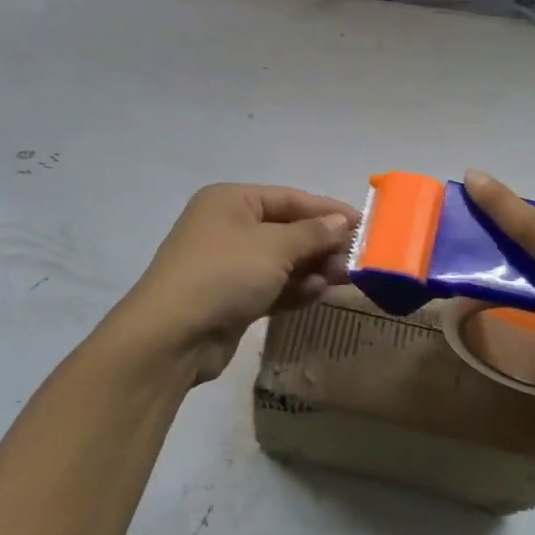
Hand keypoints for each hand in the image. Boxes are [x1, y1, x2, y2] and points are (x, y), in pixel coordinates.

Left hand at [113, 184, 358, 384]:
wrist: (172, 336)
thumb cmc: (224, 274)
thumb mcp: (274, 247)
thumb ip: (313, 233)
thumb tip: (342, 221)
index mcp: (232, 200)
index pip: (289, 198)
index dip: (327, 210)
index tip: (363, 224)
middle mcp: (228, 226)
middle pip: (287, 230)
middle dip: (321, 244)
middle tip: (355, 260)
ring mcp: (228, 264)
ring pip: (282, 261)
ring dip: (312, 269)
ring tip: (342, 280)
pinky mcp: (231, 298)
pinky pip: (272, 286)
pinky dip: (294, 289)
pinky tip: (317, 294)